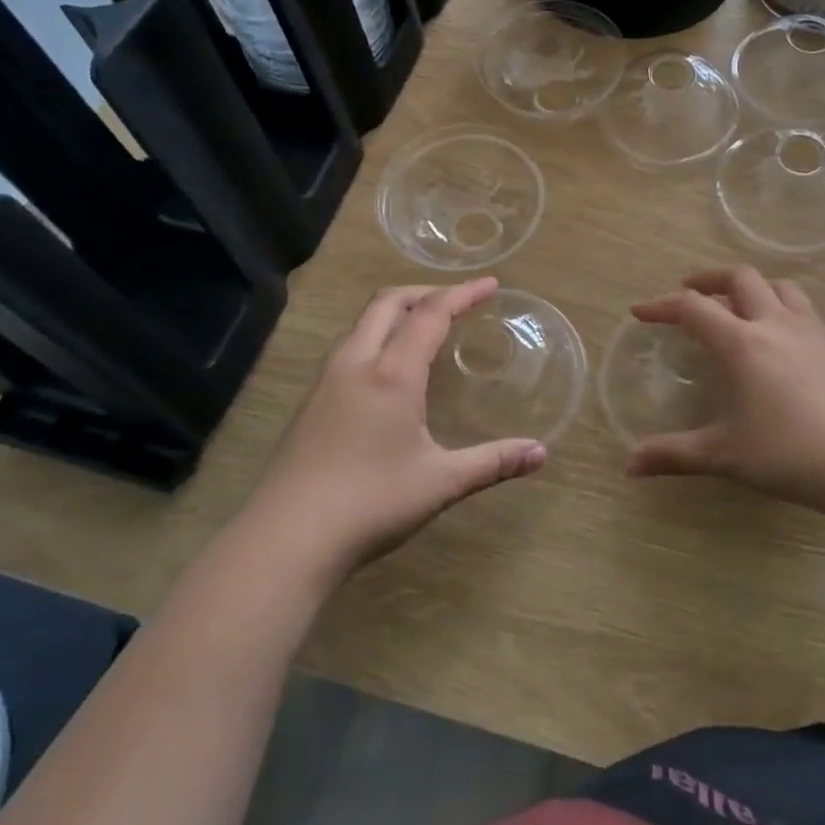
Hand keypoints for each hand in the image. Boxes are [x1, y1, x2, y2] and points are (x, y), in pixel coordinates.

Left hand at [255, 278, 545, 577]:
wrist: (284, 541)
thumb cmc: (370, 504)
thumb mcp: (440, 483)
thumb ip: (493, 462)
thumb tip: (541, 454)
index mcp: (391, 373)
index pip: (431, 313)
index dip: (462, 293)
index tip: (490, 284)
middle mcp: (356, 363)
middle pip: (388, 302)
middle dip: (426, 291)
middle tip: (458, 300)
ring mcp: (326, 381)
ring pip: (362, 323)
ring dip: (396, 311)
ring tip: (424, 327)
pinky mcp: (310, 402)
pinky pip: (348, 346)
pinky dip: (376, 335)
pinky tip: (387, 370)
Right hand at [624, 267, 824, 513]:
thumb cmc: (790, 454)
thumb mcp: (725, 456)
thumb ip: (674, 455)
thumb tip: (630, 465)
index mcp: (742, 343)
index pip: (693, 308)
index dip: (662, 305)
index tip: (640, 311)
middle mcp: (775, 324)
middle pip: (741, 277)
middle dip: (709, 279)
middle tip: (690, 292)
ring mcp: (812, 331)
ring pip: (780, 286)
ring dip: (752, 286)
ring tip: (739, 304)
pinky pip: (805, 308)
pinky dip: (783, 306)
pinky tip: (783, 335)